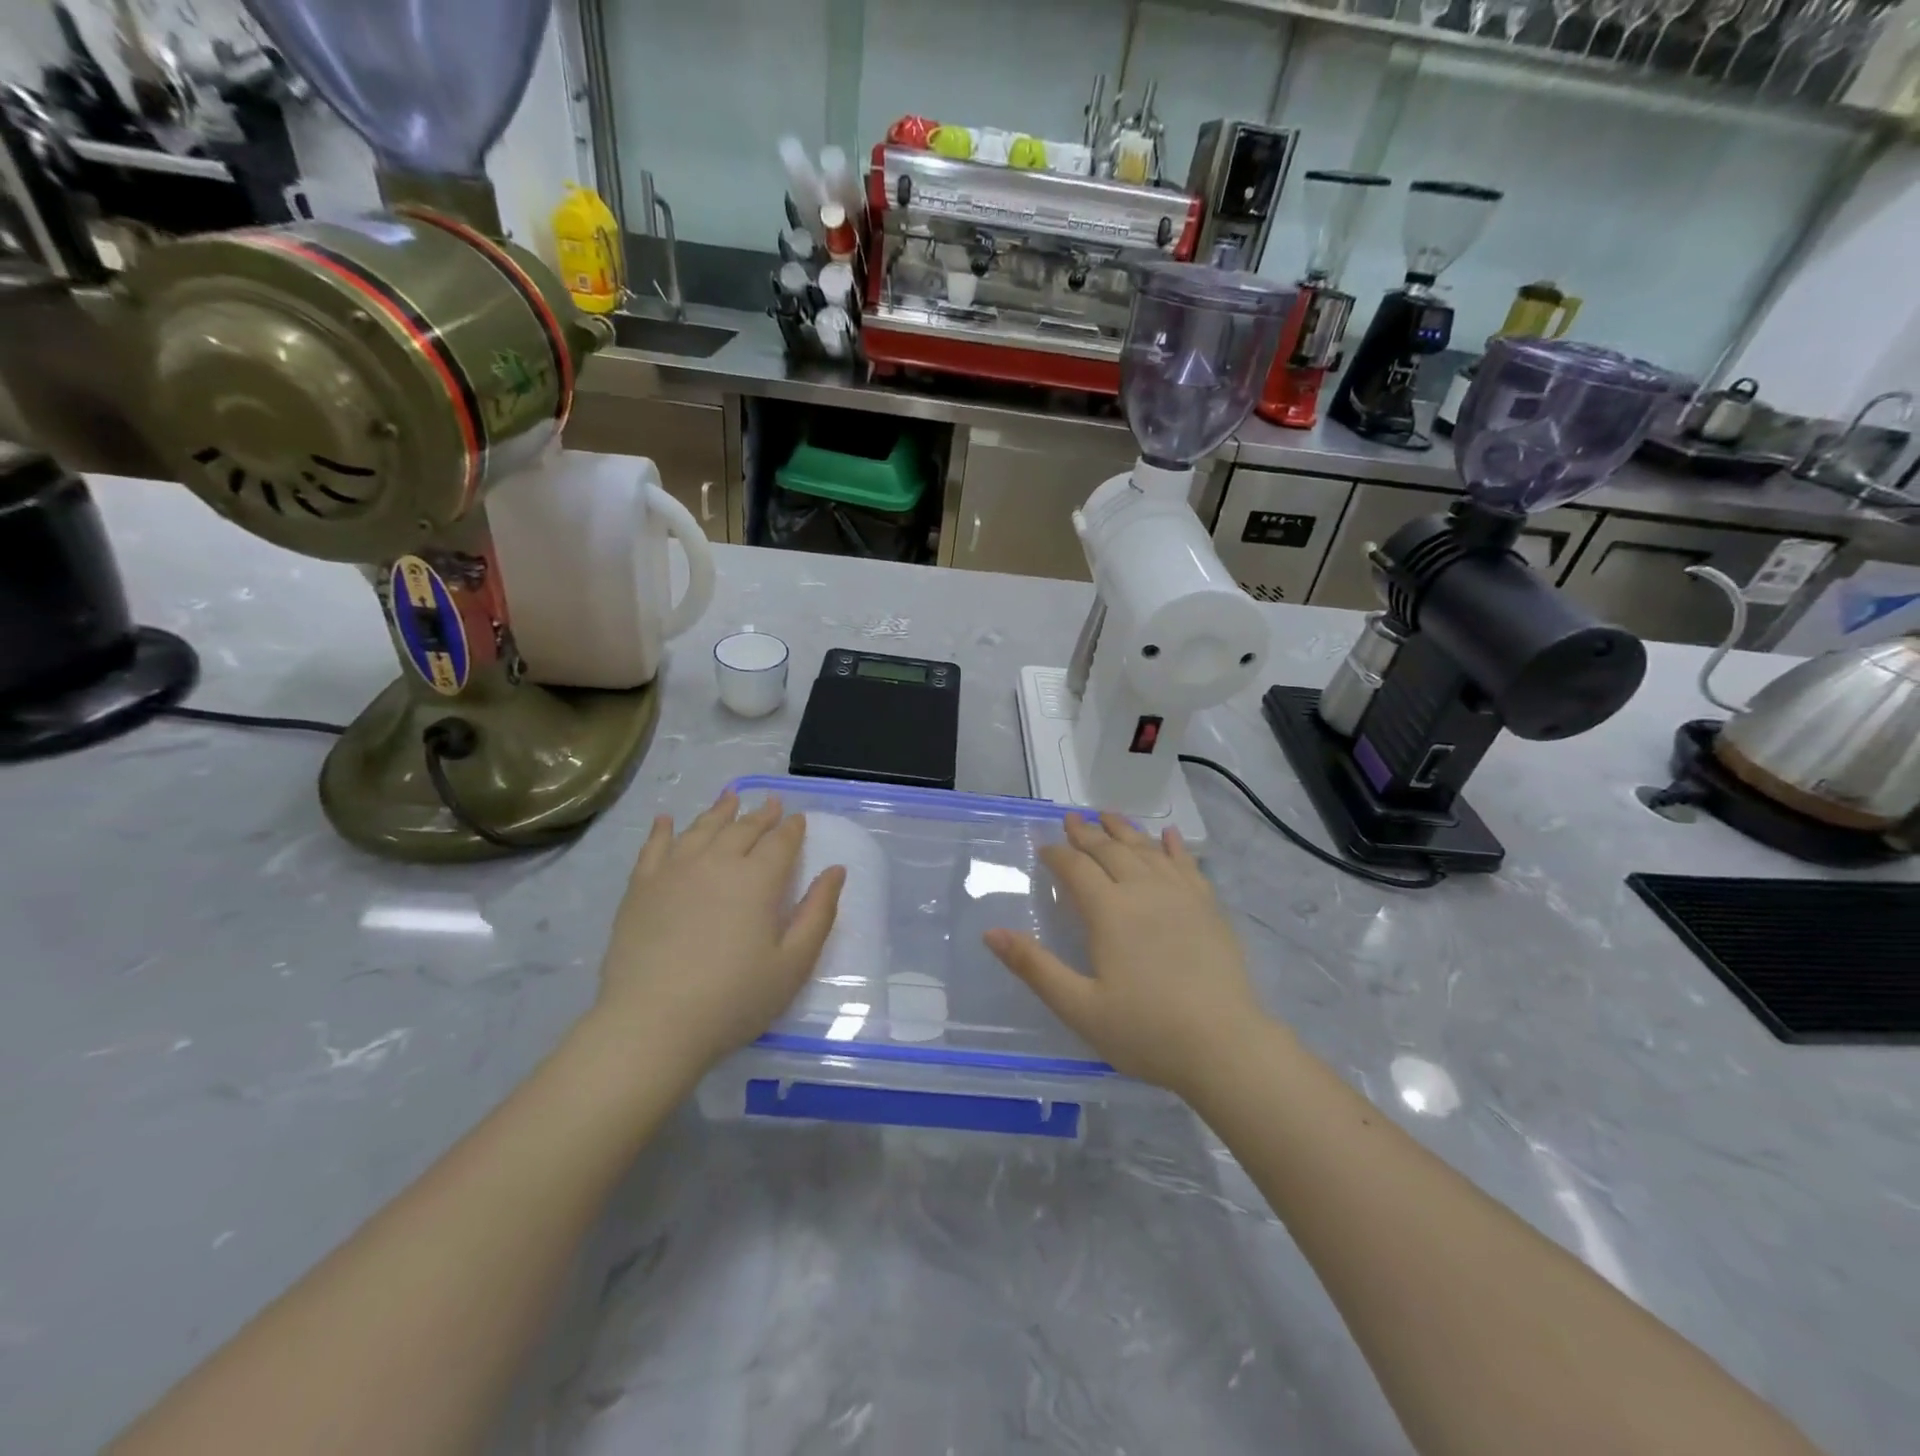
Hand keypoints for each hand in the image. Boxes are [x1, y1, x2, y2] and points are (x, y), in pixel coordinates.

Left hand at [589, 792, 844, 1079]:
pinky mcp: (641, 888)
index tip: (798, 818)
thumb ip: (818, 913)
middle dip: (761, 814)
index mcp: (757, 880)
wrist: (652, 1024)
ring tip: (730, 798)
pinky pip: (654, 846)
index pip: (781, 842)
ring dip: (719, 812)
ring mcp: (674, 871)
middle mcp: (717, 862)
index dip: (792, 828)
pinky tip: (667, 820)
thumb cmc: (733, 999)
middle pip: (742, 829)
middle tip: (770, 803)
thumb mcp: (793, 964)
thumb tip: (836, 870)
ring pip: (701, 829)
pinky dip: (663, 829)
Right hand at [984, 813, 1264, 1096]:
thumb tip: (991, 933)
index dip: (1057, 854)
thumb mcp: (1079, 1007)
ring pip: (1147, 850)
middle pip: (1111, 850)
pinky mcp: (1209, 908)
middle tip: (1072, 818)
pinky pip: (1187, 865)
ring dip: (1125, 830)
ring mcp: (1181, 896)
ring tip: (1109, 815)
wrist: (1225, 1046)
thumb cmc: (1146, 1031)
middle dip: (1088, 833)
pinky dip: (1174, 846)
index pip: (1076, 868)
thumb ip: (1035, 967)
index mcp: (1109, 911)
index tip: (1044, 846)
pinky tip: (1168, 836)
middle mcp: (1144, 891)